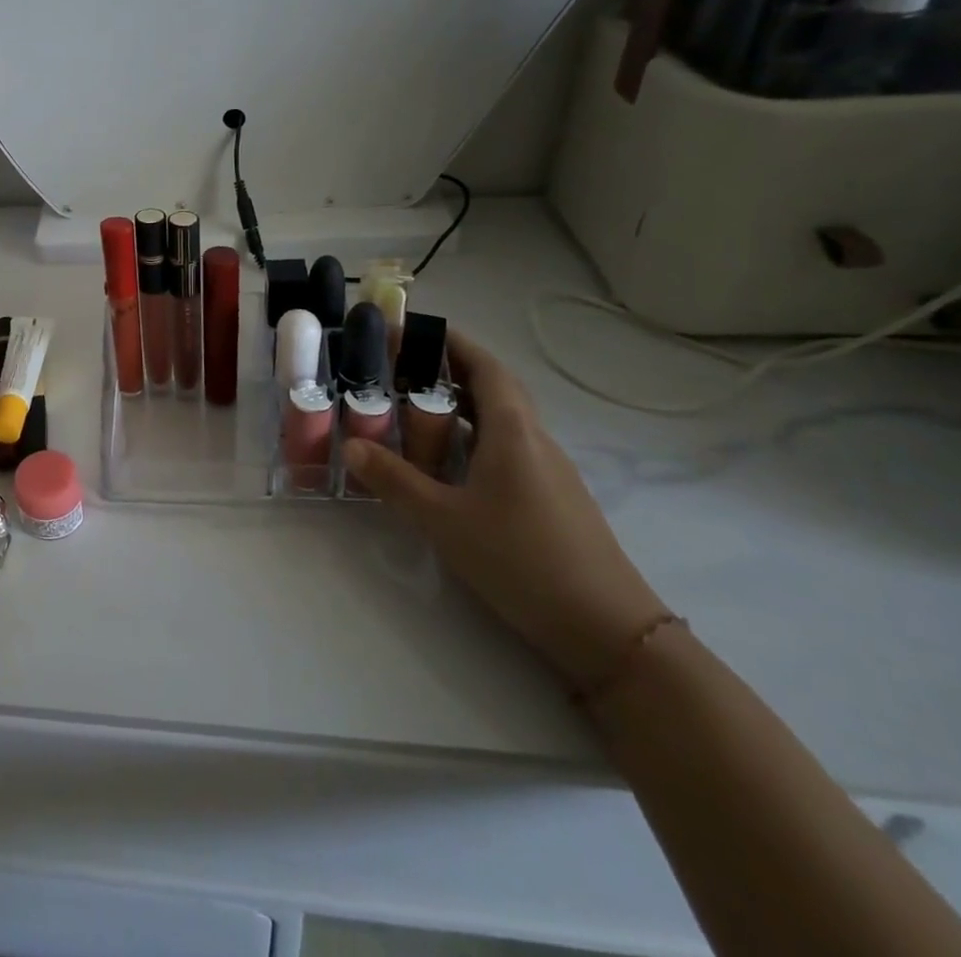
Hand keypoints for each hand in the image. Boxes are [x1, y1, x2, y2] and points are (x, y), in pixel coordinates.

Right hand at [342, 330, 667, 687]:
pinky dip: (473, 437)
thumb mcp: (444, 519)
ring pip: (500, 420)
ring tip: (414, 407)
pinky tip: (447, 462)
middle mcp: (535, 441)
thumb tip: (352, 445)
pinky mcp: (551, 498)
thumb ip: (395, 480)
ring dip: (460, 405)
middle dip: (449, 369)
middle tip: (401, 366)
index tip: (413, 329)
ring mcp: (548, 471)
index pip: (485, 367)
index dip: (451, 342)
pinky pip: (507, 448)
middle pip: (493, 388)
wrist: (608, 631)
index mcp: (513, 432)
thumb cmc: (521, 560)